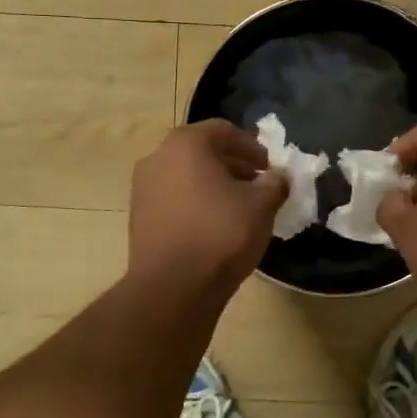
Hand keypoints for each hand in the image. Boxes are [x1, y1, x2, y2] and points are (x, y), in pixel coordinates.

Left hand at [129, 121, 288, 298]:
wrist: (172, 287)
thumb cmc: (221, 234)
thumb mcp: (262, 205)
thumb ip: (275, 183)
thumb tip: (278, 177)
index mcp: (186, 144)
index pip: (224, 130)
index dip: (252, 146)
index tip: (269, 167)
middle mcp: (158, 157)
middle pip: (201, 151)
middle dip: (232, 165)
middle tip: (256, 185)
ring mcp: (142, 188)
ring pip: (185, 176)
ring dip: (212, 185)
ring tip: (237, 208)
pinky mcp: (138, 217)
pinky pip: (173, 199)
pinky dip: (194, 203)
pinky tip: (213, 226)